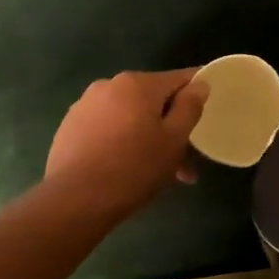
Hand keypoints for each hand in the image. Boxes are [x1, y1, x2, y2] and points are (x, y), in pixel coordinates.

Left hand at [44, 69, 209, 218]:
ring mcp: (85, 105)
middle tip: (184, 161)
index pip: (179, 78)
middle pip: (152, 101)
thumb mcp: (174, 140)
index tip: (208, 109)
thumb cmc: (134, 168)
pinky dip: (122, 143)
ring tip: (158, 174)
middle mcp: (109, 85)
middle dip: (171, 126)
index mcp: (138, 84)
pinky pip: (107, 128)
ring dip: (147, 138)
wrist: (75, 200)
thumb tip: (199, 83)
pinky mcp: (70, 127)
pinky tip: (126, 170)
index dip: (197, 91)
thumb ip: (190, 107)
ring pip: (129, 117)